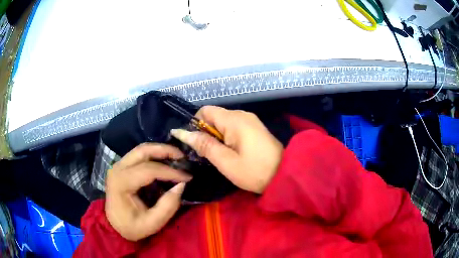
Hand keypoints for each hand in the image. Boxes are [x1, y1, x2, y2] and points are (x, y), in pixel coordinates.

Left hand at [105, 143, 191, 240]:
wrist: (114, 225)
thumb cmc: (131, 226)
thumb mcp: (152, 223)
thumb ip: (168, 206)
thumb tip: (181, 185)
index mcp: (121, 183)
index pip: (149, 170)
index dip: (170, 172)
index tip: (188, 177)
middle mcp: (118, 169)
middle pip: (143, 151)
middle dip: (165, 150)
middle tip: (183, 157)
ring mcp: (118, 165)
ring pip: (141, 149)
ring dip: (160, 150)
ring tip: (177, 157)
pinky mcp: (121, 166)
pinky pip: (139, 155)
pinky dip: (154, 155)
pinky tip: (165, 161)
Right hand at [171, 106, 282, 193]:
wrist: (285, 175)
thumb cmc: (254, 171)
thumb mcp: (225, 161)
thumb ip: (204, 145)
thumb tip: (182, 132)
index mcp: (234, 119)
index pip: (205, 111)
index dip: (195, 124)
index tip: (196, 144)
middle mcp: (242, 114)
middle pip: (214, 116)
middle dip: (206, 133)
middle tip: (207, 154)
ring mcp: (250, 121)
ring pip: (223, 122)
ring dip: (216, 136)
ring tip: (219, 155)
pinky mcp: (255, 128)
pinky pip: (234, 127)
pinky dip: (227, 137)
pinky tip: (231, 152)